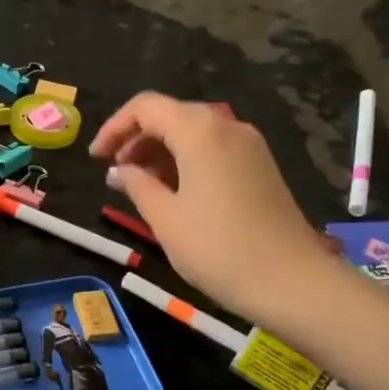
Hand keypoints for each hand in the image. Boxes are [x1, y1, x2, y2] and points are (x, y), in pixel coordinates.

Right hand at [91, 93, 356, 333]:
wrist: (292, 282)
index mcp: (199, 131)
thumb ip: (136, 185)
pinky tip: (173, 192)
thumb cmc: (218, 248)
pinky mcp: (260, 168)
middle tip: (115, 173)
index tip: (96, 159)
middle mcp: (227, 126)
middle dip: (137, 138)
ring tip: (138, 185)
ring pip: (194, 133)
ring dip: (160, 151)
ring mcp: (249, 146)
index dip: (114, 127)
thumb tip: (119, 171)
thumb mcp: (165, 218)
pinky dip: (185, 161)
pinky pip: (214, 150)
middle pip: (171, 115)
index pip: (146, 107)